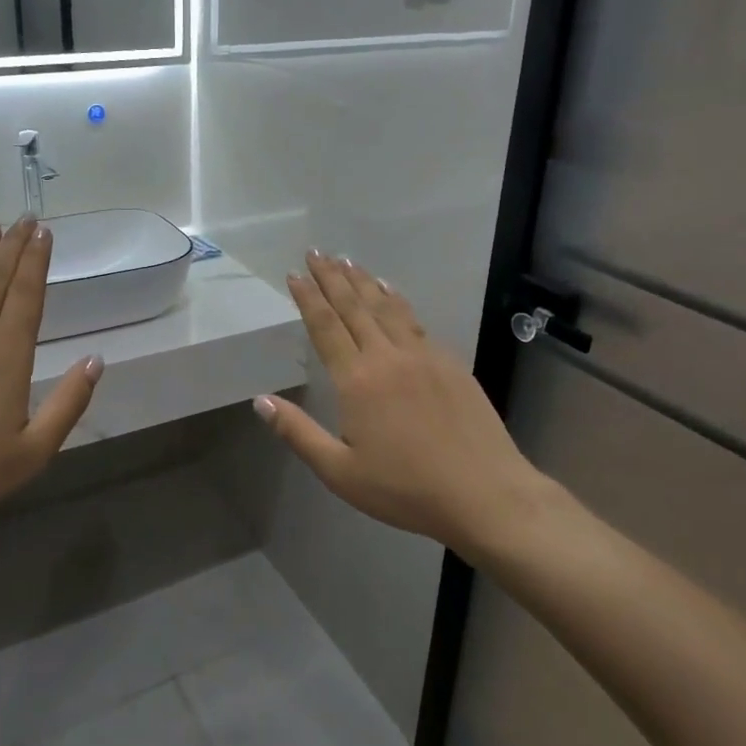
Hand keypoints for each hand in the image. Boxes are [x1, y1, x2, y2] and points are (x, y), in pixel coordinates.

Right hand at [254, 251, 558, 559]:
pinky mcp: (450, 362)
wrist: (485, 493)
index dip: (308, 298)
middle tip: (317, 252)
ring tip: (347, 261)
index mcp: (357, 380)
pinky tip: (391, 293)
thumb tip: (260, 400)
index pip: (326, 326)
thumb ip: (298, 433)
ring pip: (386, 307)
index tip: (296, 273)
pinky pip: (414, 320)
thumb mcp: (340, 472)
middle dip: (332, 277)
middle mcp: (387, 356)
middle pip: (354, 306)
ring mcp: (423, 355)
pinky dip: (396, 300)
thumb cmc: (405, 489)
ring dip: (363, 281)